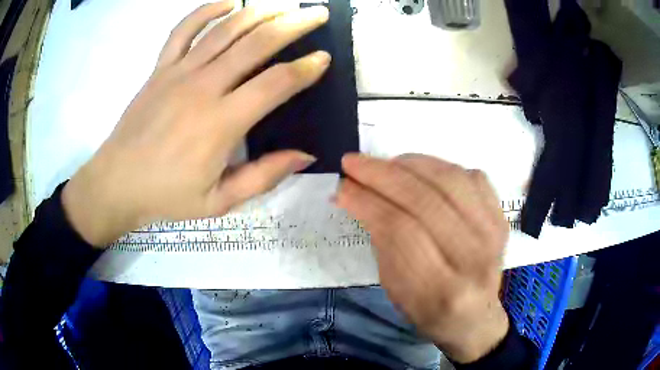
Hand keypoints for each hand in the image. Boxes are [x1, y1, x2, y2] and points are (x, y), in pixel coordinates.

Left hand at [62, 1, 330, 246]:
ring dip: (260, 12)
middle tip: (317, 14)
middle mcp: (203, 87)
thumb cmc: (166, 195)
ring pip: (226, 29)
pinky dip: (206, 11)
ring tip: (283, 6)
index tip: (323, 58)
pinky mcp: (160, 68)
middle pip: (256, 43)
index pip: (275, 83)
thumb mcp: (219, 202)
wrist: (116, 183)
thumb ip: (263, 177)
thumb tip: (304, 155)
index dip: (305, 68)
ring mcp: (179, 72)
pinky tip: (228, 3)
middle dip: (293, 24)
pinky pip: (183, 30)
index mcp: (221, 123)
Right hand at [336, 153, 509, 363]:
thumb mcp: (395, 290)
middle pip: (425, 200)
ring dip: (409, 164)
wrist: (474, 316)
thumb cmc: (428, 310)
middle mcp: (474, 258)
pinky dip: (441, 166)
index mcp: (442, 289)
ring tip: (384, 163)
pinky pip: (472, 176)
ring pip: (450, 180)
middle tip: (353, 163)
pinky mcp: (501, 218)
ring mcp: (493, 233)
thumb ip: (380, 242)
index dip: (367, 202)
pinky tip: (421, 170)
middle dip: (381, 175)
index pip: (400, 231)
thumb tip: (355, 194)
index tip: (343, 187)